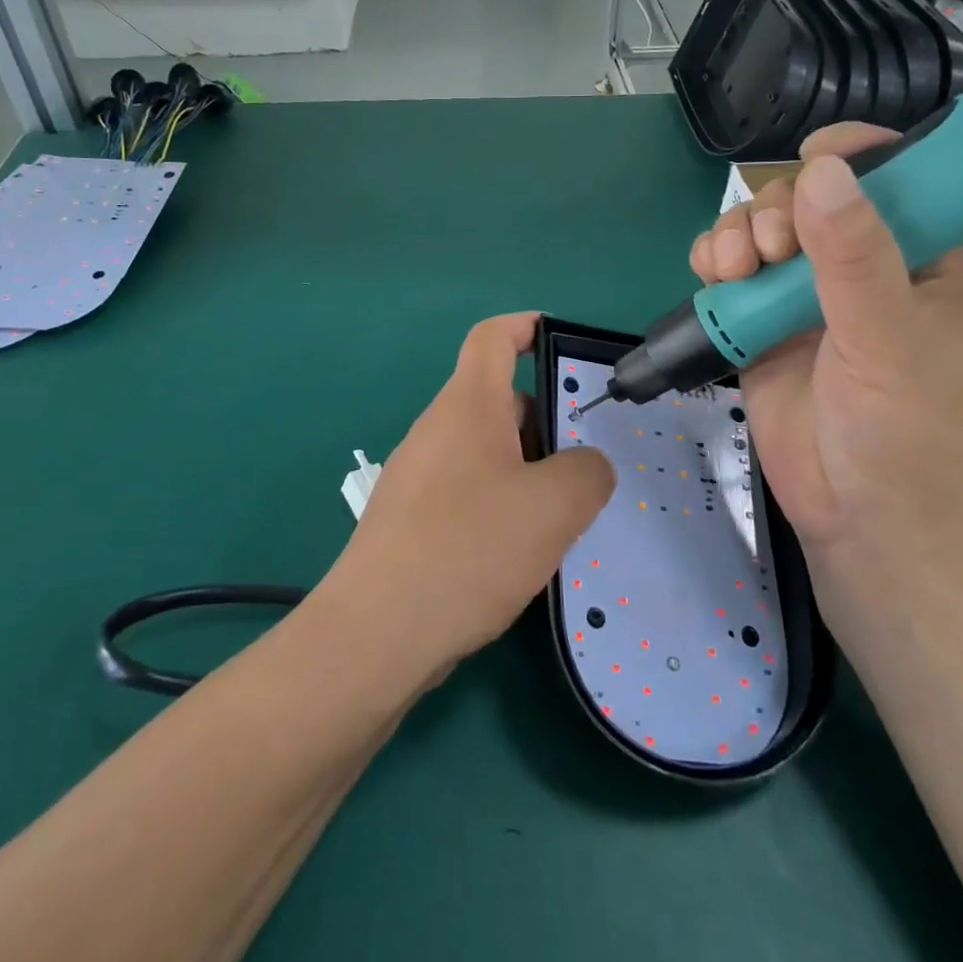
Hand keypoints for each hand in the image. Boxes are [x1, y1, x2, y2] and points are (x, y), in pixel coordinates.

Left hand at [331, 312, 614, 674]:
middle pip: (499, 400)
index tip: (564, 343)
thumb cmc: (467, 550)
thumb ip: (587, 473)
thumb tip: (586, 466)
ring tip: (563, 517)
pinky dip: (502, 503)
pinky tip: (521, 553)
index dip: (527, 326)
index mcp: (468, 406)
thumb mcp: (552, 508)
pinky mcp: (413, 517)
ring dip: (528, 471)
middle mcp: (438, 429)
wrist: (375, 634)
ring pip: (488, 451)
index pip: (493, 337)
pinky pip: (469, 489)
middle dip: (547, 422)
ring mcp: (420, 474)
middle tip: (587, 465)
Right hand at [690, 125, 962, 614]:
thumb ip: (854, 257)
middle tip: (766, 252)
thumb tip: (820, 172)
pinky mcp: (758, 324)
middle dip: (774, 210)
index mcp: (914, 258)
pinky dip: (712, 264)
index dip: (854, 155)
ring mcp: (802, 296)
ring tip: (730, 269)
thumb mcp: (887, 339)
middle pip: (805, 199)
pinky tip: (711, 278)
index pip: (892, 177)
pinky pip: (728, 273)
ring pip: (758, 231)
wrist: (858, 520)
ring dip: (734, 235)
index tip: (814, 158)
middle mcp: (856, 267)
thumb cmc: (901, 431)